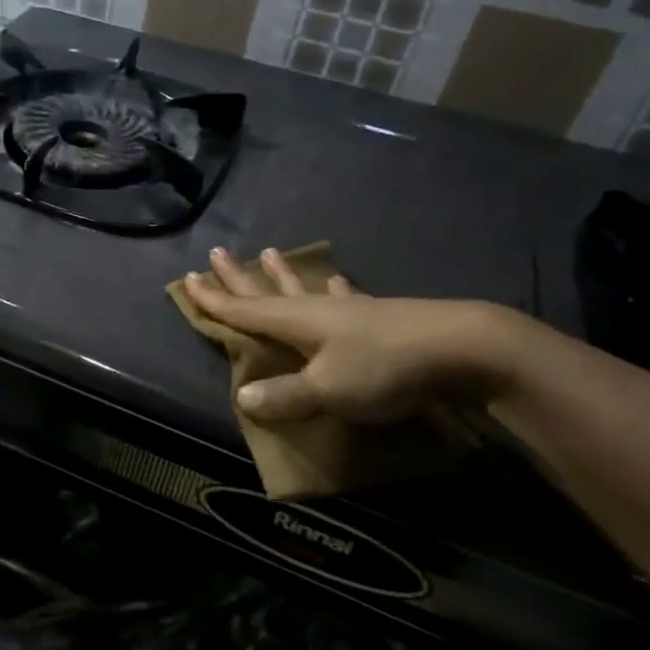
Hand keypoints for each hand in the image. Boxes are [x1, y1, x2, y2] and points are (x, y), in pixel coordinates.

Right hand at [185, 246, 501, 423]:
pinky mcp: (380, 317)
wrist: (461, 349)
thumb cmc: (383, 368)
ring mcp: (350, 310)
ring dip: (284, 275)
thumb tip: (242, 397)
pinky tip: (336, 280)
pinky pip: (346, 297)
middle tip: (216, 253)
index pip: (244, 310)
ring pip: (305, 288)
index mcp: (296, 321)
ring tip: (270, 253)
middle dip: (239, 277)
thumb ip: (285, 394)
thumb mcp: (328, 389)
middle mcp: (316, 309)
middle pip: (268, 291)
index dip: (214, 299)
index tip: (188, 280)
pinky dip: (336, 288)